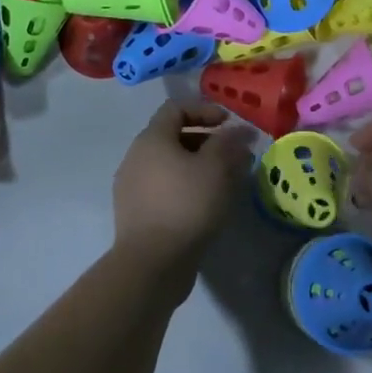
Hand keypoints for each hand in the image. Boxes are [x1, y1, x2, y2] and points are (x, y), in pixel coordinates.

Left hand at [113, 101, 252, 280]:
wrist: (151, 264)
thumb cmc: (186, 205)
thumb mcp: (216, 168)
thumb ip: (229, 143)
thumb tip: (240, 131)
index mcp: (152, 138)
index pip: (176, 108)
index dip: (205, 110)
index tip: (229, 124)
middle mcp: (136, 156)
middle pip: (172, 136)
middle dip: (206, 140)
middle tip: (232, 155)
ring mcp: (131, 186)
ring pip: (169, 164)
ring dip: (196, 165)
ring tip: (223, 181)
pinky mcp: (135, 213)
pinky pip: (163, 188)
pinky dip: (185, 186)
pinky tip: (205, 204)